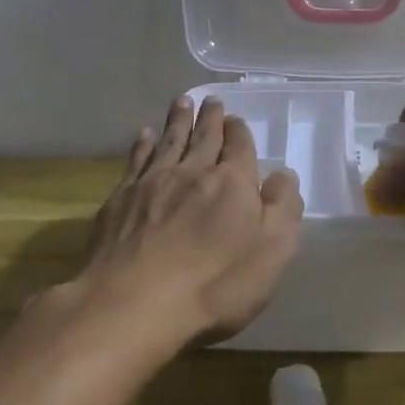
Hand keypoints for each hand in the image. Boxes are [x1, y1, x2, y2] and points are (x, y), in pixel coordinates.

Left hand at [72, 95, 302, 349]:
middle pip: (204, 137)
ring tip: (182, 101)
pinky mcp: (121, 199)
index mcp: (232, 182)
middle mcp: (193, 171)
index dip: (239, 132)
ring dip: (177, 120)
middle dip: (210, 118)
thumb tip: (283, 175)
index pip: (239, 146)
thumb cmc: (214, 285)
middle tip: (211, 100)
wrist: (133, 304)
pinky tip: (144, 135)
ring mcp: (153, 183)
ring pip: (169, 141)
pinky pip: (136, 160)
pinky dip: (142, 144)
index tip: (236, 119)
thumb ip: (283, 209)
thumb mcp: (272, 252)